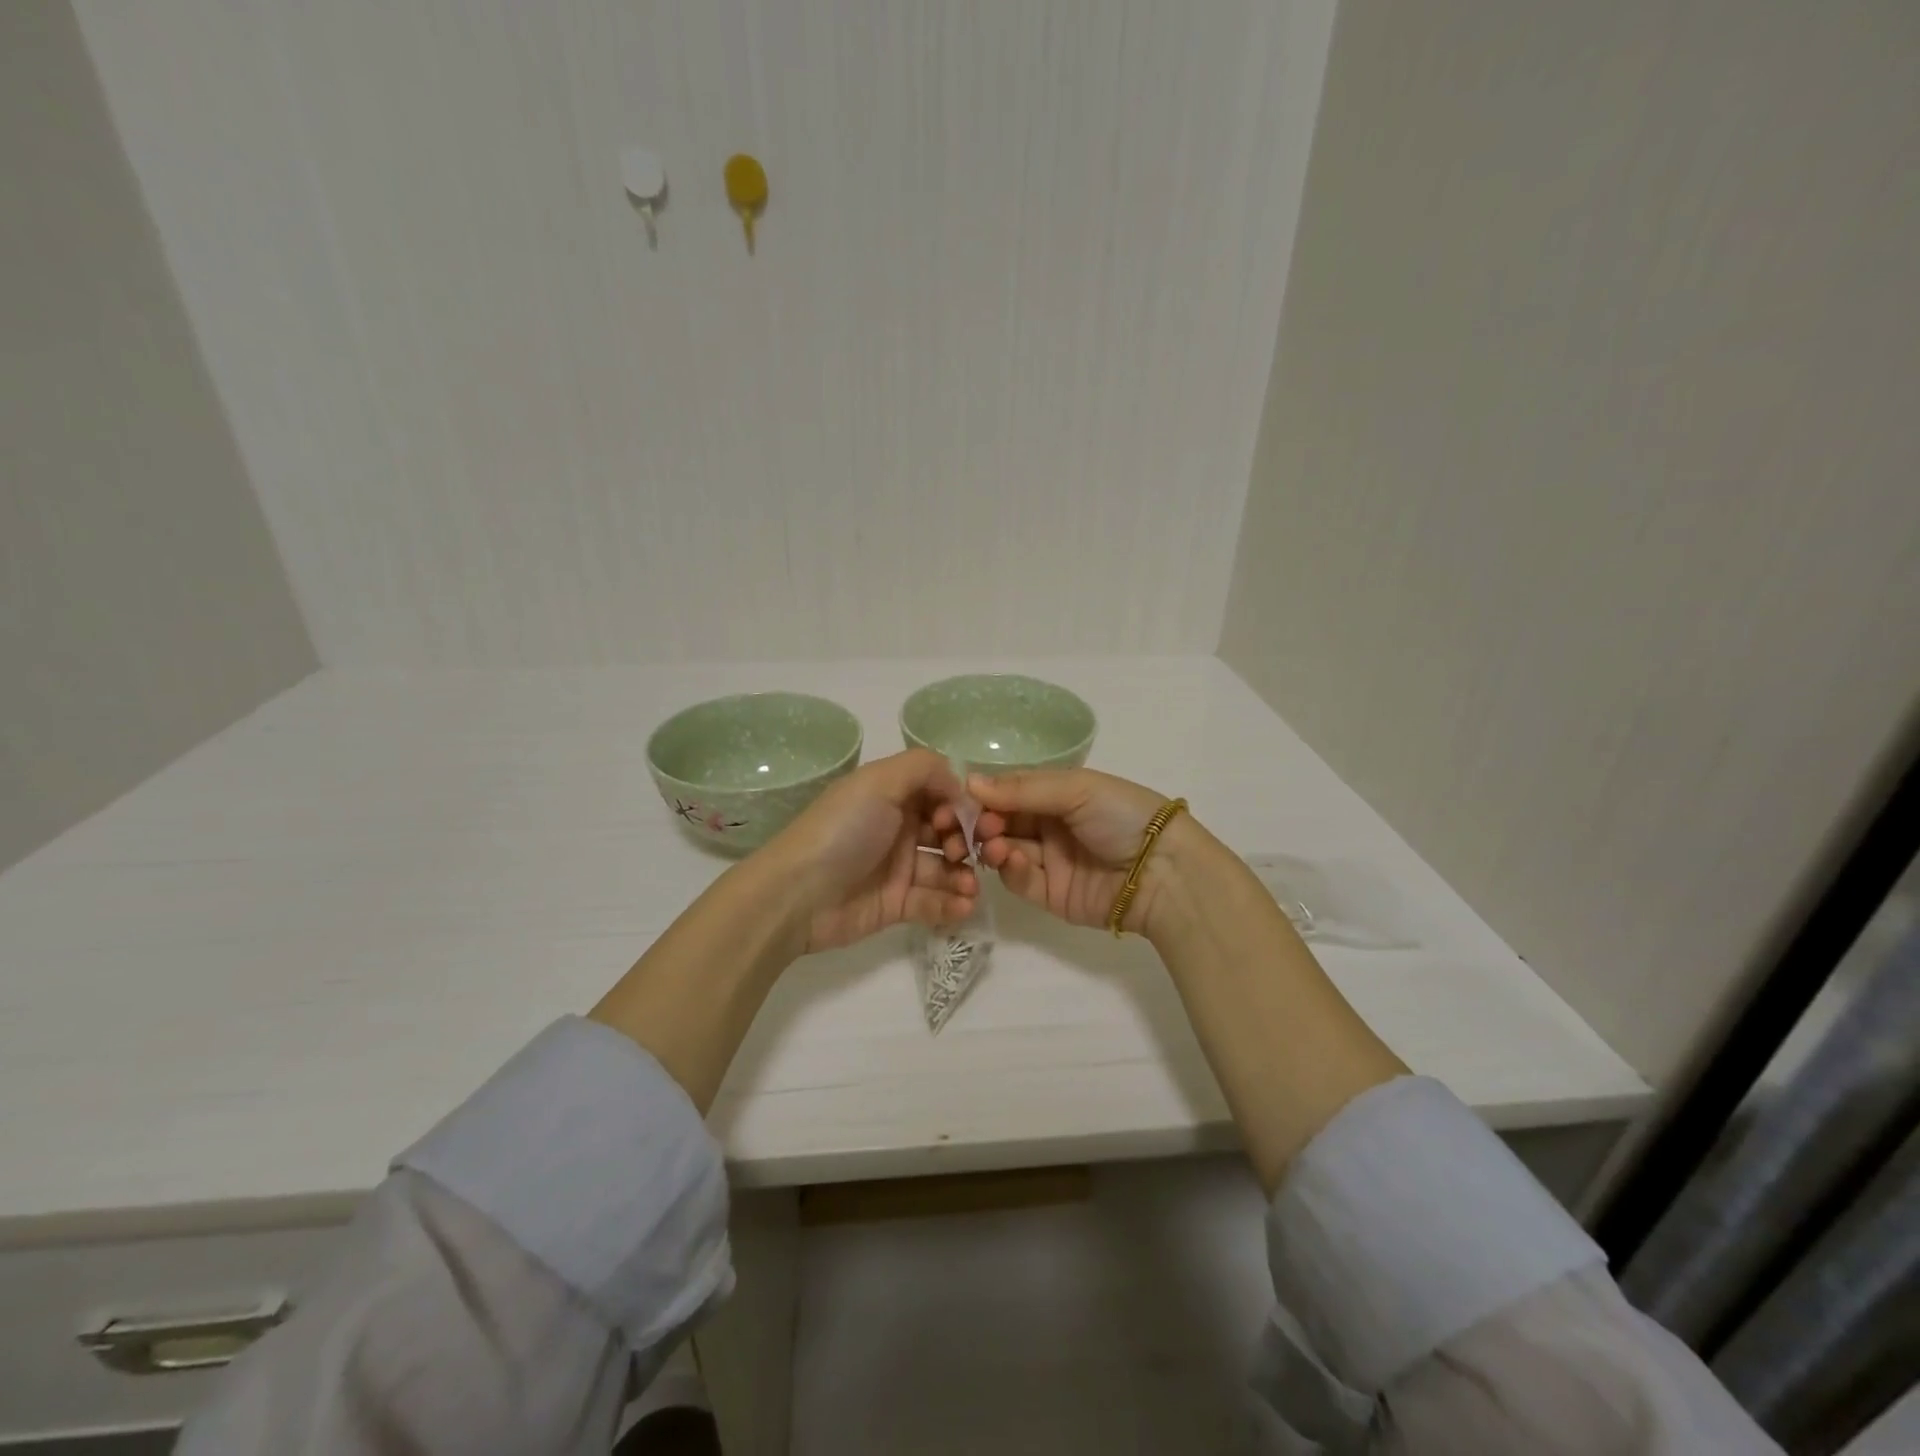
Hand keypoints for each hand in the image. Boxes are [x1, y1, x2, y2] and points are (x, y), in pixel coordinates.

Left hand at [763, 749, 978, 954]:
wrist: (797, 894)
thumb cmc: (842, 830)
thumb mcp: (879, 781)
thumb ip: (925, 768)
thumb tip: (960, 786)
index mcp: (892, 794)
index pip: (941, 793)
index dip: (960, 804)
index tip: (969, 819)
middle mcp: (898, 827)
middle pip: (948, 831)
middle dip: (967, 841)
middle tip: (969, 854)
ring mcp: (898, 867)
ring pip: (946, 869)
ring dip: (965, 876)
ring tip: (970, 888)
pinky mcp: (897, 904)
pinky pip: (934, 902)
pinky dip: (952, 904)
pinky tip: (963, 906)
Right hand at [946, 768, 1198, 936]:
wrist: (1163, 872)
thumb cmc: (1122, 816)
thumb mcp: (1076, 789)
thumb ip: (1023, 788)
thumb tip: (970, 782)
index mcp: (1060, 794)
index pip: (1012, 791)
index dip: (987, 795)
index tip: (964, 799)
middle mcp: (1051, 825)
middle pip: (1003, 822)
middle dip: (985, 823)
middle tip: (978, 827)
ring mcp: (1050, 861)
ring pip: (1006, 852)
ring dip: (994, 846)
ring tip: (995, 846)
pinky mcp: (1051, 895)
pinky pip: (1020, 882)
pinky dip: (1012, 871)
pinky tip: (1013, 861)